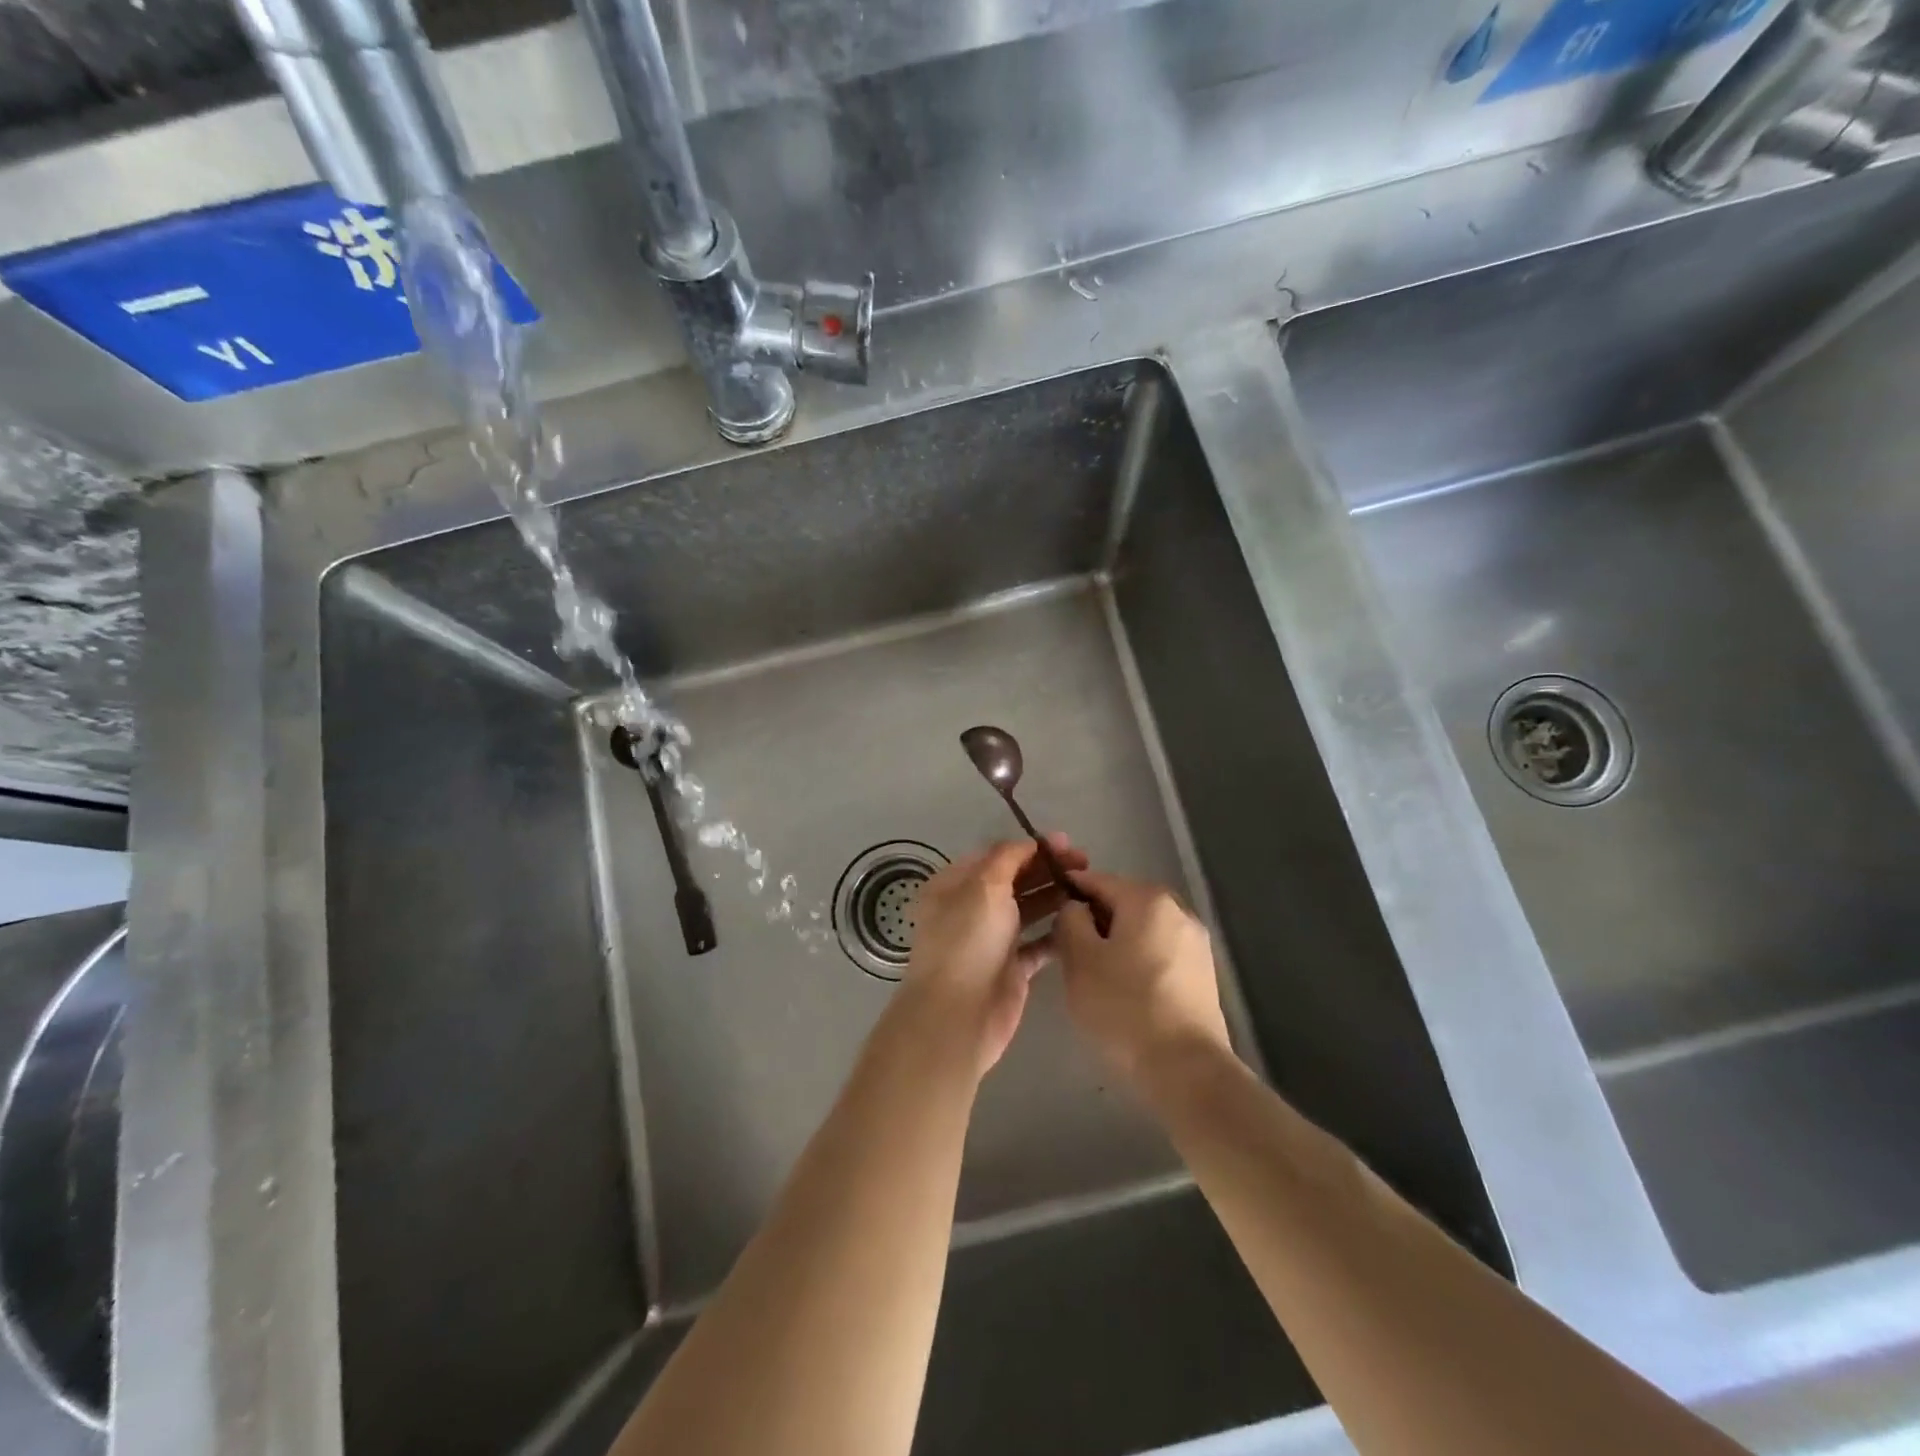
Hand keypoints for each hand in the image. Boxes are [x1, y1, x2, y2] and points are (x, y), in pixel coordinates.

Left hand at [901, 835, 1087, 1075]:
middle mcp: (970, 909)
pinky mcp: (1011, 968)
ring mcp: (991, 940)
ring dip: (1055, 897)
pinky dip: (1057, 932)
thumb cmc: (967, 941)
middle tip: (1085, 864)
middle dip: (1047, 870)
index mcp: (954, 885)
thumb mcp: (983, 886)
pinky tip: (1082, 921)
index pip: (996, 856)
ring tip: (1088, 888)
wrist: (959, 1015)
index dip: (1030, 847)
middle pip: (1014, 881)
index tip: (1066, 843)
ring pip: (1028, 910)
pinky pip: (1038, 943)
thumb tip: (1028, 843)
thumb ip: (1007, 858)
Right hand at [1054, 871, 1230, 1079]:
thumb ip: (1070, 920)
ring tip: (1093, 970)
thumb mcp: (1080, 959)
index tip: (1047, 905)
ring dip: (1116, 939)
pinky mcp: (1203, 972)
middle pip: (1123, 902)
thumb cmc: (1124, 1007)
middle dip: (1094, 918)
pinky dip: (1138, 958)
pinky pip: (1159, 951)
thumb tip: (1076, 908)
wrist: (1186, 1069)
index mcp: (1148, 899)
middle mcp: (1178, 910)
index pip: (1098, 880)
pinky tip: (1123, 987)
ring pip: (1142, 928)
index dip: (1069, 889)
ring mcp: (1196, 942)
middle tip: (1067, 946)